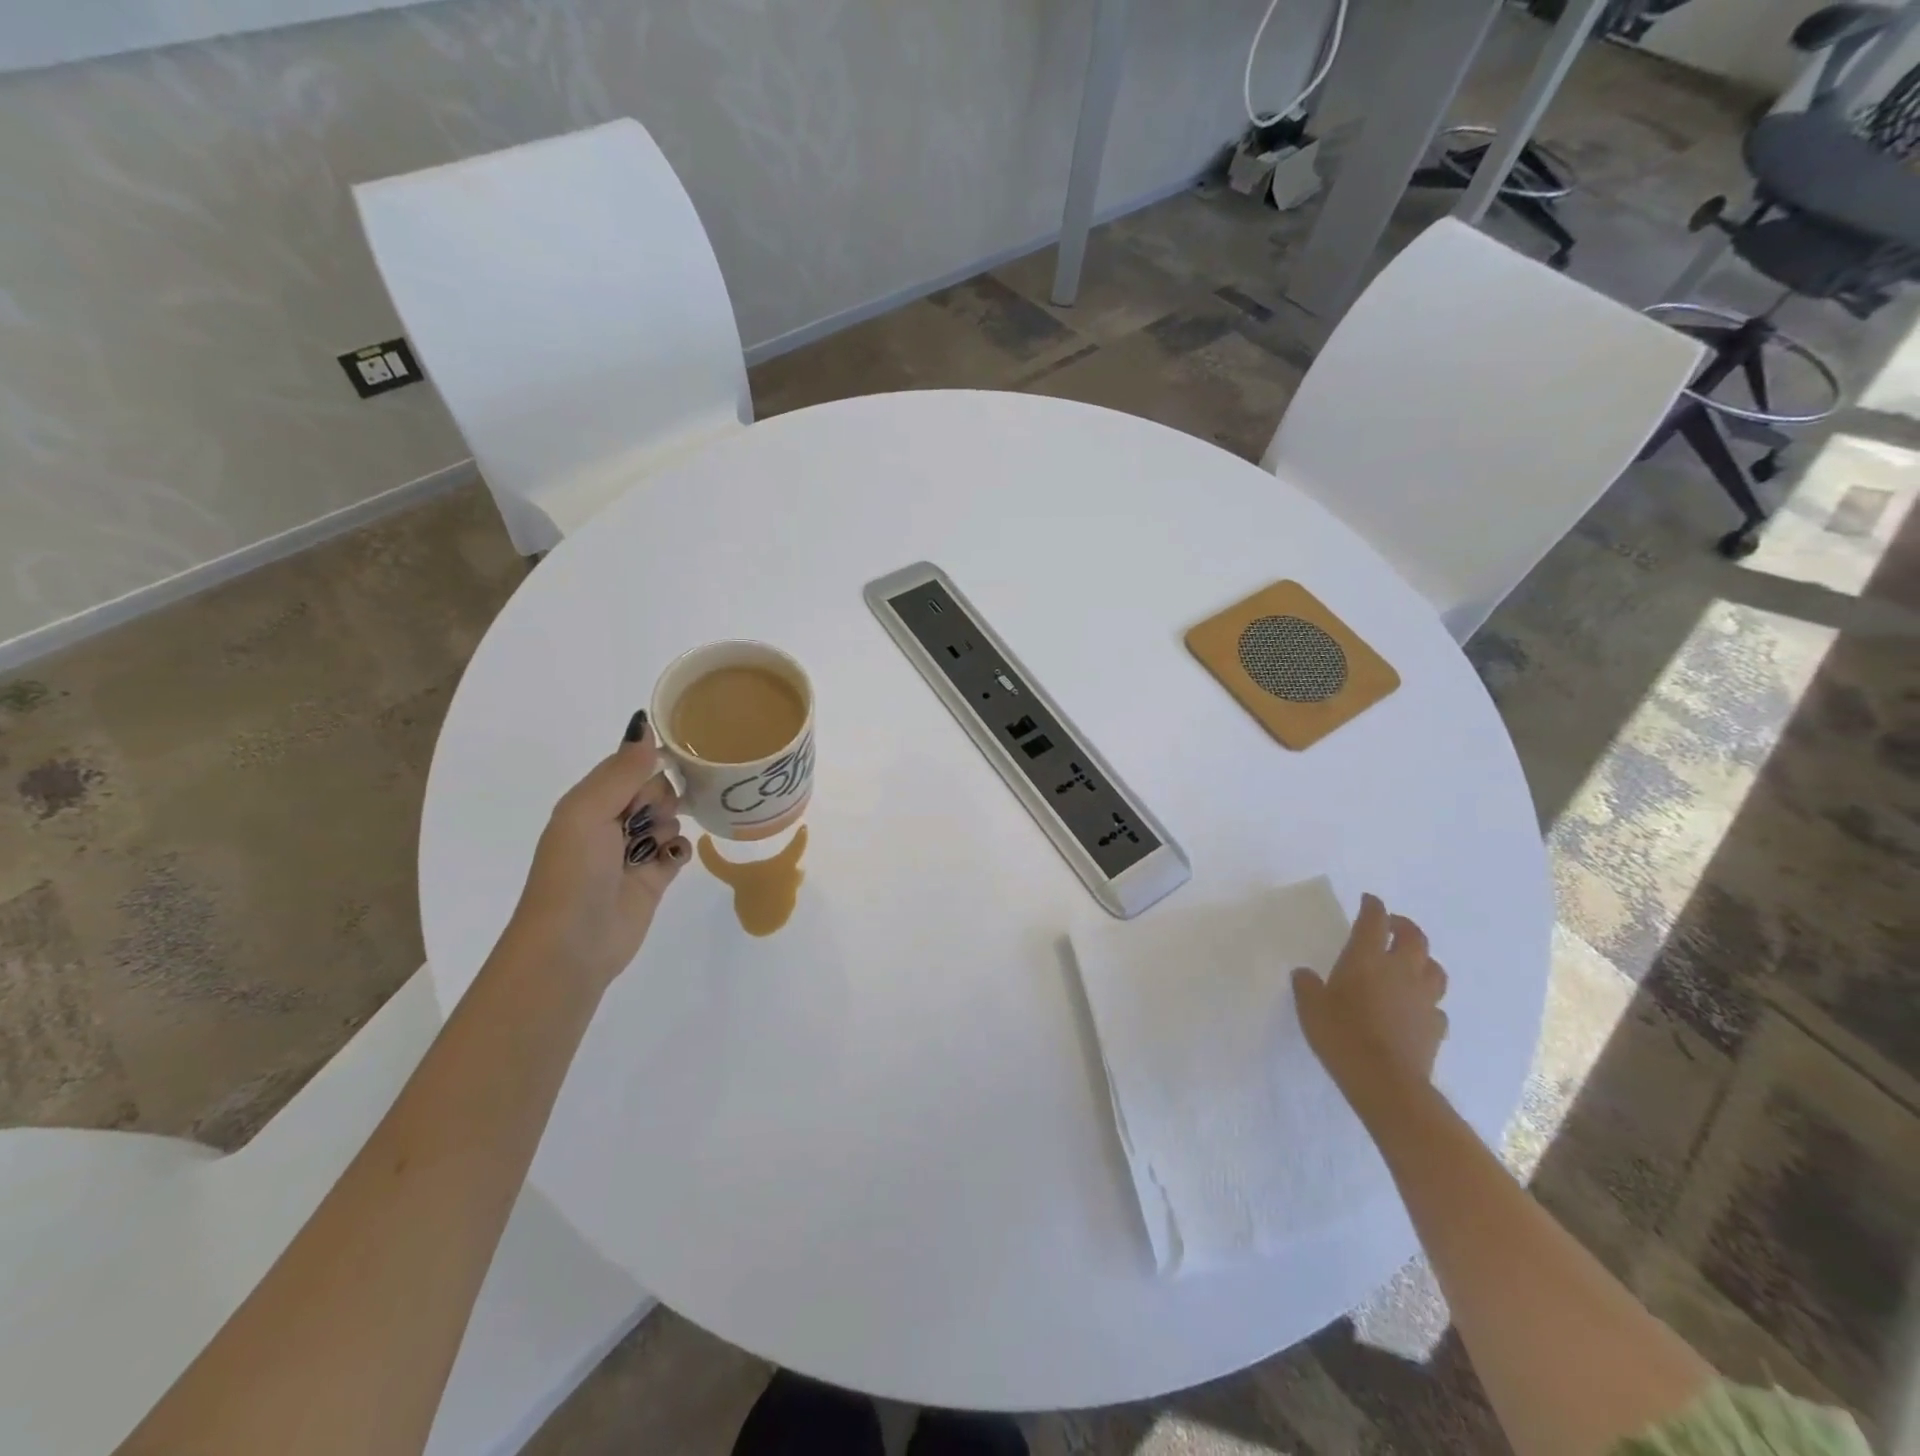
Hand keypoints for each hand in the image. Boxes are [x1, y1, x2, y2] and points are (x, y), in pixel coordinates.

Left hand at [506, 713, 692, 989]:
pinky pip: (680, 848)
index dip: (648, 764)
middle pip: (655, 789)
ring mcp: (634, 850)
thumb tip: (643, 723)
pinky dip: (679, 850)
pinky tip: (668, 860)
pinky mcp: (655, 877)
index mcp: (589, 801)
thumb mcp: (588, 811)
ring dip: (667, 826)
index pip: (630, 765)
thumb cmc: (574, 872)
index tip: (666, 767)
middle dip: (659, 799)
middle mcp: (611, 822)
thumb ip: (622, 770)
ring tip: (651, 848)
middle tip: (644, 820)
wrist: (573, 944)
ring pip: (671, 817)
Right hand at [1293, 894, 1448, 1101]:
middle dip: (1404, 926)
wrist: (1385, 1081)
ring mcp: (1423, 998)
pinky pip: (1436, 1005)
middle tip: (1393, 925)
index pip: (1374, 921)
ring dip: (1424, 960)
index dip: (1373, 906)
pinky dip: (1427, 1000)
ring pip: (1434, 969)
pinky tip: (1416, 1007)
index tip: (1369, 900)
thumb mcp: (1310, 1007)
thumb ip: (1307, 985)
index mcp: (1366, 958)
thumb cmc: (1341, 1035)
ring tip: (1411, 963)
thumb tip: (1305, 974)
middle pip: (1414, 938)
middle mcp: (1400, 970)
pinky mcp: (1435, 1026)